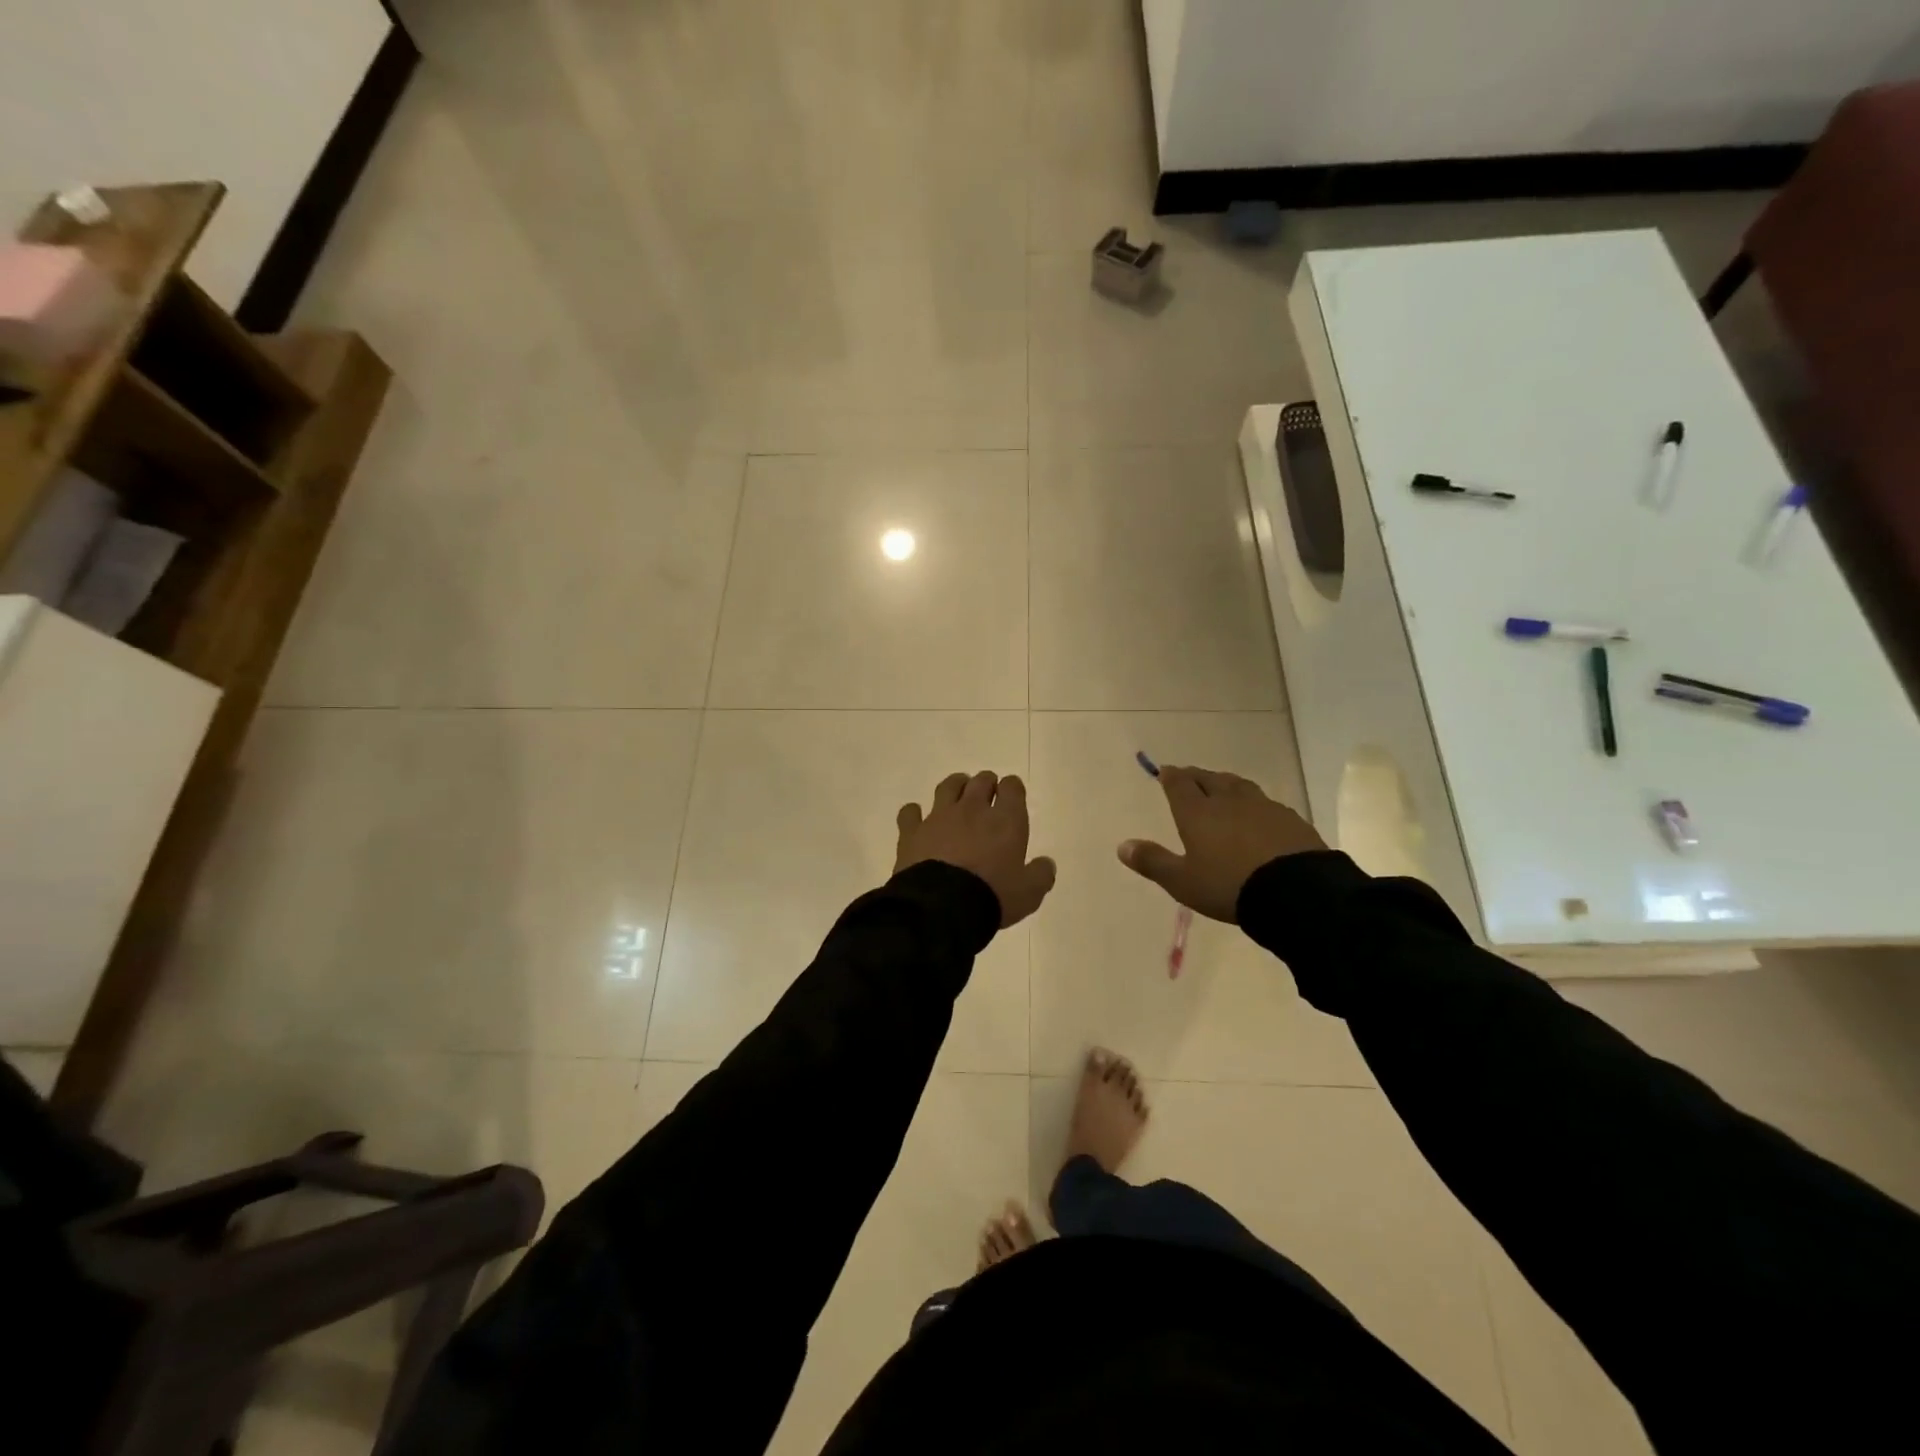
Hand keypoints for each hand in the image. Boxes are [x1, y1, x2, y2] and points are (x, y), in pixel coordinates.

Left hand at [896, 772, 1057, 927]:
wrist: (942, 907)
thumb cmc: (992, 896)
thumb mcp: (1029, 893)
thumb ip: (1040, 875)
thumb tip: (1046, 864)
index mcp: (1005, 820)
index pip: (1012, 787)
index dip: (1012, 789)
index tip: (1012, 797)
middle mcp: (972, 809)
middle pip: (981, 780)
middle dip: (986, 784)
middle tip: (987, 796)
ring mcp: (939, 817)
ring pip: (948, 786)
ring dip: (955, 786)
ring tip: (957, 795)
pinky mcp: (912, 831)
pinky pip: (910, 812)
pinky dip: (914, 813)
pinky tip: (917, 820)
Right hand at [1118, 765, 1325, 922]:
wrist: (1296, 891)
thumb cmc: (1229, 886)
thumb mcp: (1183, 882)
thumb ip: (1153, 862)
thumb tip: (1122, 845)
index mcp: (1198, 813)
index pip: (1180, 785)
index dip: (1171, 777)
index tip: (1165, 771)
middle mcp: (1228, 801)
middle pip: (1209, 779)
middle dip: (1196, 776)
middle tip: (1189, 776)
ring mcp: (1262, 807)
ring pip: (1238, 786)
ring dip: (1225, 784)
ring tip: (1221, 786)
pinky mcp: (1289, 819)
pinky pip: (1265, 803)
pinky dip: (1253, 803)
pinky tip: (1257, 814)